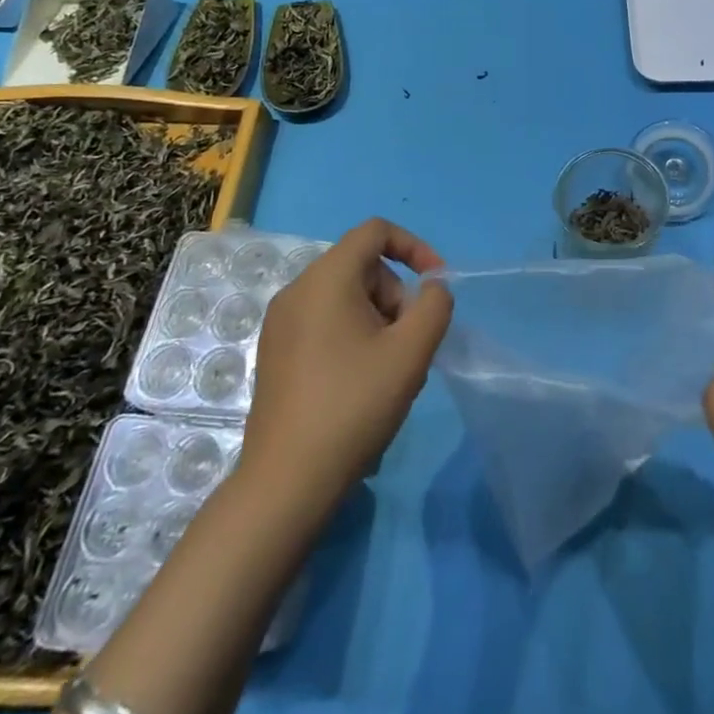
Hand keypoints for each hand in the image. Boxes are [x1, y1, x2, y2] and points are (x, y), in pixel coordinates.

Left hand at [236, 218, 452, 517]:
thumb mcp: (411, 352)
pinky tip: (363, 384)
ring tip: (391, 371)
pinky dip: (354, 336)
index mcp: (325, 279)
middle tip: (410, 345)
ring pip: (346, 298)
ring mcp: (280, 324)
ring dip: (380, 320)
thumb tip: (432, 288)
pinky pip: (326, 322)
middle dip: (397, 296)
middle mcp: (296, 291)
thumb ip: (435, 305)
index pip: (375, 232)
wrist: (287, 482)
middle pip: (363, 267)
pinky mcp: (276, 353)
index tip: (437, 284)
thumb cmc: (354, 405)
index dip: (414, 247)